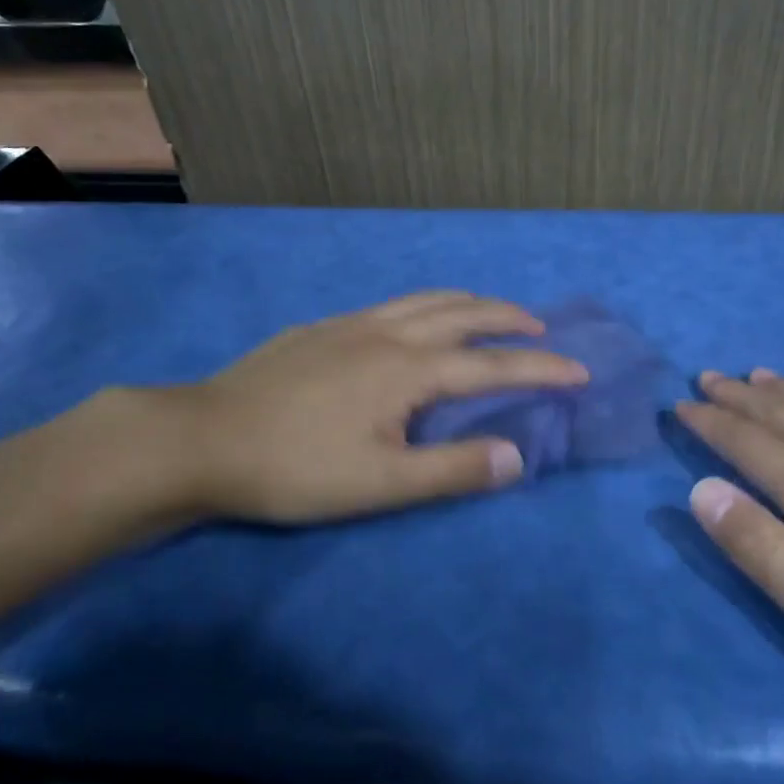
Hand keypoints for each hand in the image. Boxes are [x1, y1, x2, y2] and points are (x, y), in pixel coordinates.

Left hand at [155, 292, 587, 524]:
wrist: (203, 439)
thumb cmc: (296, 467)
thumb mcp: (382, 484)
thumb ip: (453, 469)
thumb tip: (518, 456)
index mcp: (408, 369)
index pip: (492, 364)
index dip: (541, 368)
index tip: (580, 371)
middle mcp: (387, 334)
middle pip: (462, 313)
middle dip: (507, 318)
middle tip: (538, 329)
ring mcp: (349, 325)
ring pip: (423, 300)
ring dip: (467, 302)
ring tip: (487, 313)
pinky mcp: (320, 329)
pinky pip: (390, 305)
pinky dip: (424, 306)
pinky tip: (412, 324)